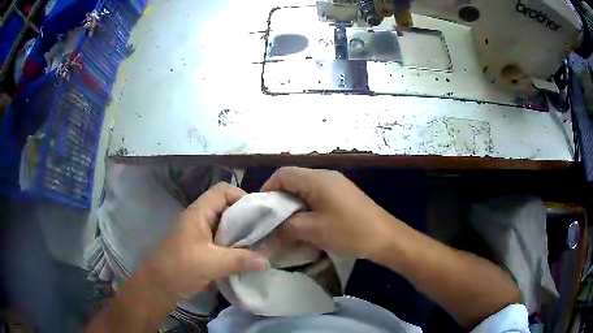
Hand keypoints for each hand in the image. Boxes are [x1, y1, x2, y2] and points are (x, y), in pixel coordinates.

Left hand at [146, 182, 269, 298]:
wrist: (160, 285)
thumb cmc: (180, 267)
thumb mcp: (211, 263)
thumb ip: (240, 260)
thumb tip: (267, 260)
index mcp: (199, 212)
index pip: (223, 191)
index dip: (242, 196)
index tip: (260, 213)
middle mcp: (201, 218)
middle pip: (227, 207)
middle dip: (246, 217)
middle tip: (265, 231)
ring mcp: (201, 233)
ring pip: (226, 225)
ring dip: (242, 233)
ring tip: (260, 243)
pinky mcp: (203, 247)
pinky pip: (223, 240)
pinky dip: (236, 245)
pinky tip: (247, 256)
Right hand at [262, 167, 395, 258]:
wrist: (386, 237)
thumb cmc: (350, 231)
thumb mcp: (314, 230)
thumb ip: (287, 226)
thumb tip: (271, 228)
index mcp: (317, 179)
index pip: (283, 173)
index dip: (268, 188)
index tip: (261, 209)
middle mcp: (326, 176)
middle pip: (294, 179)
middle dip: (280, 198)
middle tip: (273, 219)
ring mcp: (336, 184)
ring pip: (305, 188)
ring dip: (294, 204)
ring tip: (288, 224)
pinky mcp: (343, 194)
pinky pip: (317, 195)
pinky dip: (307, 206)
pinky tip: (307, 223)